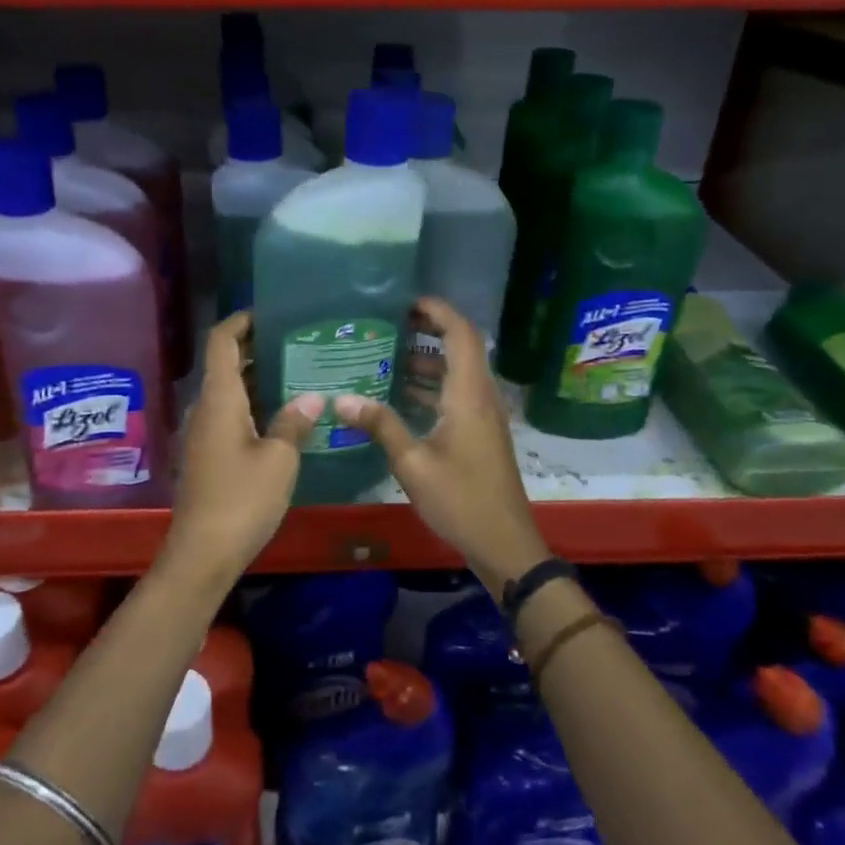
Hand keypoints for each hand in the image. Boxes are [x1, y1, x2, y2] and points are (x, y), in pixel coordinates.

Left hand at [160, 312, 322, 584]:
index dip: (241, 320)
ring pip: (230, 391)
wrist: (203, 552)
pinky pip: (231, 415)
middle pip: (226, 364)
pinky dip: (254, 405)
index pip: (221, 341)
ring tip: (300, 373)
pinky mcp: (208, 455)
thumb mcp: (279, 459)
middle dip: (257, 348)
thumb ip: (295, 422)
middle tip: (299, 343)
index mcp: (219, 399)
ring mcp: (204, 433)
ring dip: (259, 378)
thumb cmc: (242, 499)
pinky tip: (285, 415)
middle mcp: (206, 408)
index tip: (271, 312)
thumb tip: (312, 397)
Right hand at [334, 298, 548, 597]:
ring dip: (428, 359)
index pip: (461, 334)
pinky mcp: (480, 432)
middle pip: (461, 347)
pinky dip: (431, 385)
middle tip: (389, 324)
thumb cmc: (460, 500)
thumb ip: (380, 426)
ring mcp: (483, 415)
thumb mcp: (413, 464)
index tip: (406, 302)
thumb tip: (341, 398)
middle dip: (429, 329)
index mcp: (469, 395)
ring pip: (457, 372)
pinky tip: (400, 395)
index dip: (438, 311)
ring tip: (386, 354)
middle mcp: (481, 397)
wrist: (503, 542)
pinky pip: (456, 394)